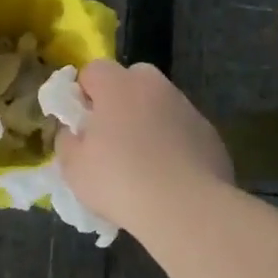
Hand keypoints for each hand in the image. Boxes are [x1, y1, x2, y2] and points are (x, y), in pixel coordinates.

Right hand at [56, 60, 232, 233]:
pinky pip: (182, 130)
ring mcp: (187, 107)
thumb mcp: (73, 167)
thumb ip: (67, 140)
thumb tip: (73, 131)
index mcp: (118, 85)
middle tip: (110, 139)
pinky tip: (169, 176)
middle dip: (119, 101)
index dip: (83, 93)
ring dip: (148, 122)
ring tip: (142, 164)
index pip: (93, 69)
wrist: (186, 208)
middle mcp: (155, 86)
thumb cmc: (119, 181)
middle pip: (132, 80)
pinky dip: (173, 143)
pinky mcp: (209, 133)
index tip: (81, 123)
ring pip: (159, 105)